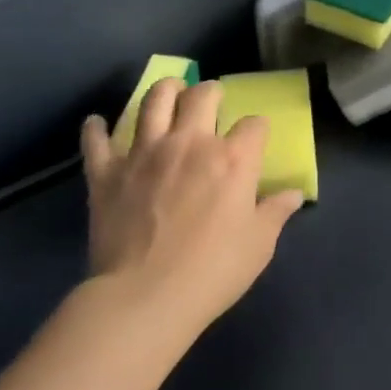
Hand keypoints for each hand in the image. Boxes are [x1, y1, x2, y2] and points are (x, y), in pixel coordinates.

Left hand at [80, 79, 302, 339]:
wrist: (144, 298)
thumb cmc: (212, 271)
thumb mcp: (259, 245)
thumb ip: (276, 212)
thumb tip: (294, 194)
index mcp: (233, 159)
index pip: (254, 124)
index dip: (257, 128)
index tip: (255, 139)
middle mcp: (190, 143)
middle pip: (203, 96)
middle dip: (211, 92)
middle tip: (211, 98)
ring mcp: (144, 153)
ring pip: (154, 101)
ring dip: (164, 90)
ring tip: (170, 91)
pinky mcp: (107, 173)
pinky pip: (97, 141)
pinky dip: (96, 129)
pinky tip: (98, 124)